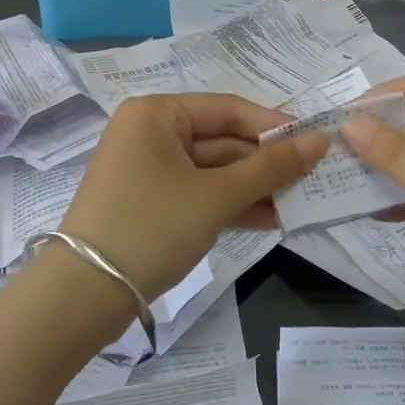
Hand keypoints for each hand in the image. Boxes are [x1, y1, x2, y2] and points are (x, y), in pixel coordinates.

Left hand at [61, 93, 327, 301]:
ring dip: (252, 187)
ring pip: (212, 170)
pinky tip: (268, 219)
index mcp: (157, 113)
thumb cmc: (152, 226)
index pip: (228, 109)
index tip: (315, 143)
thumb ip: (270, 168)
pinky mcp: (149, 202)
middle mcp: (150, 132)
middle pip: (221, 139)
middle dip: (264, 163)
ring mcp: (147, 169)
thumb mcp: (216, 196)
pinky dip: (229, 204)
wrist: (83, 296)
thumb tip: (321, 140)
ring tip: (297, 203)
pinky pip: (198, 192)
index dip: (274, 126)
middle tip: (312, 178)